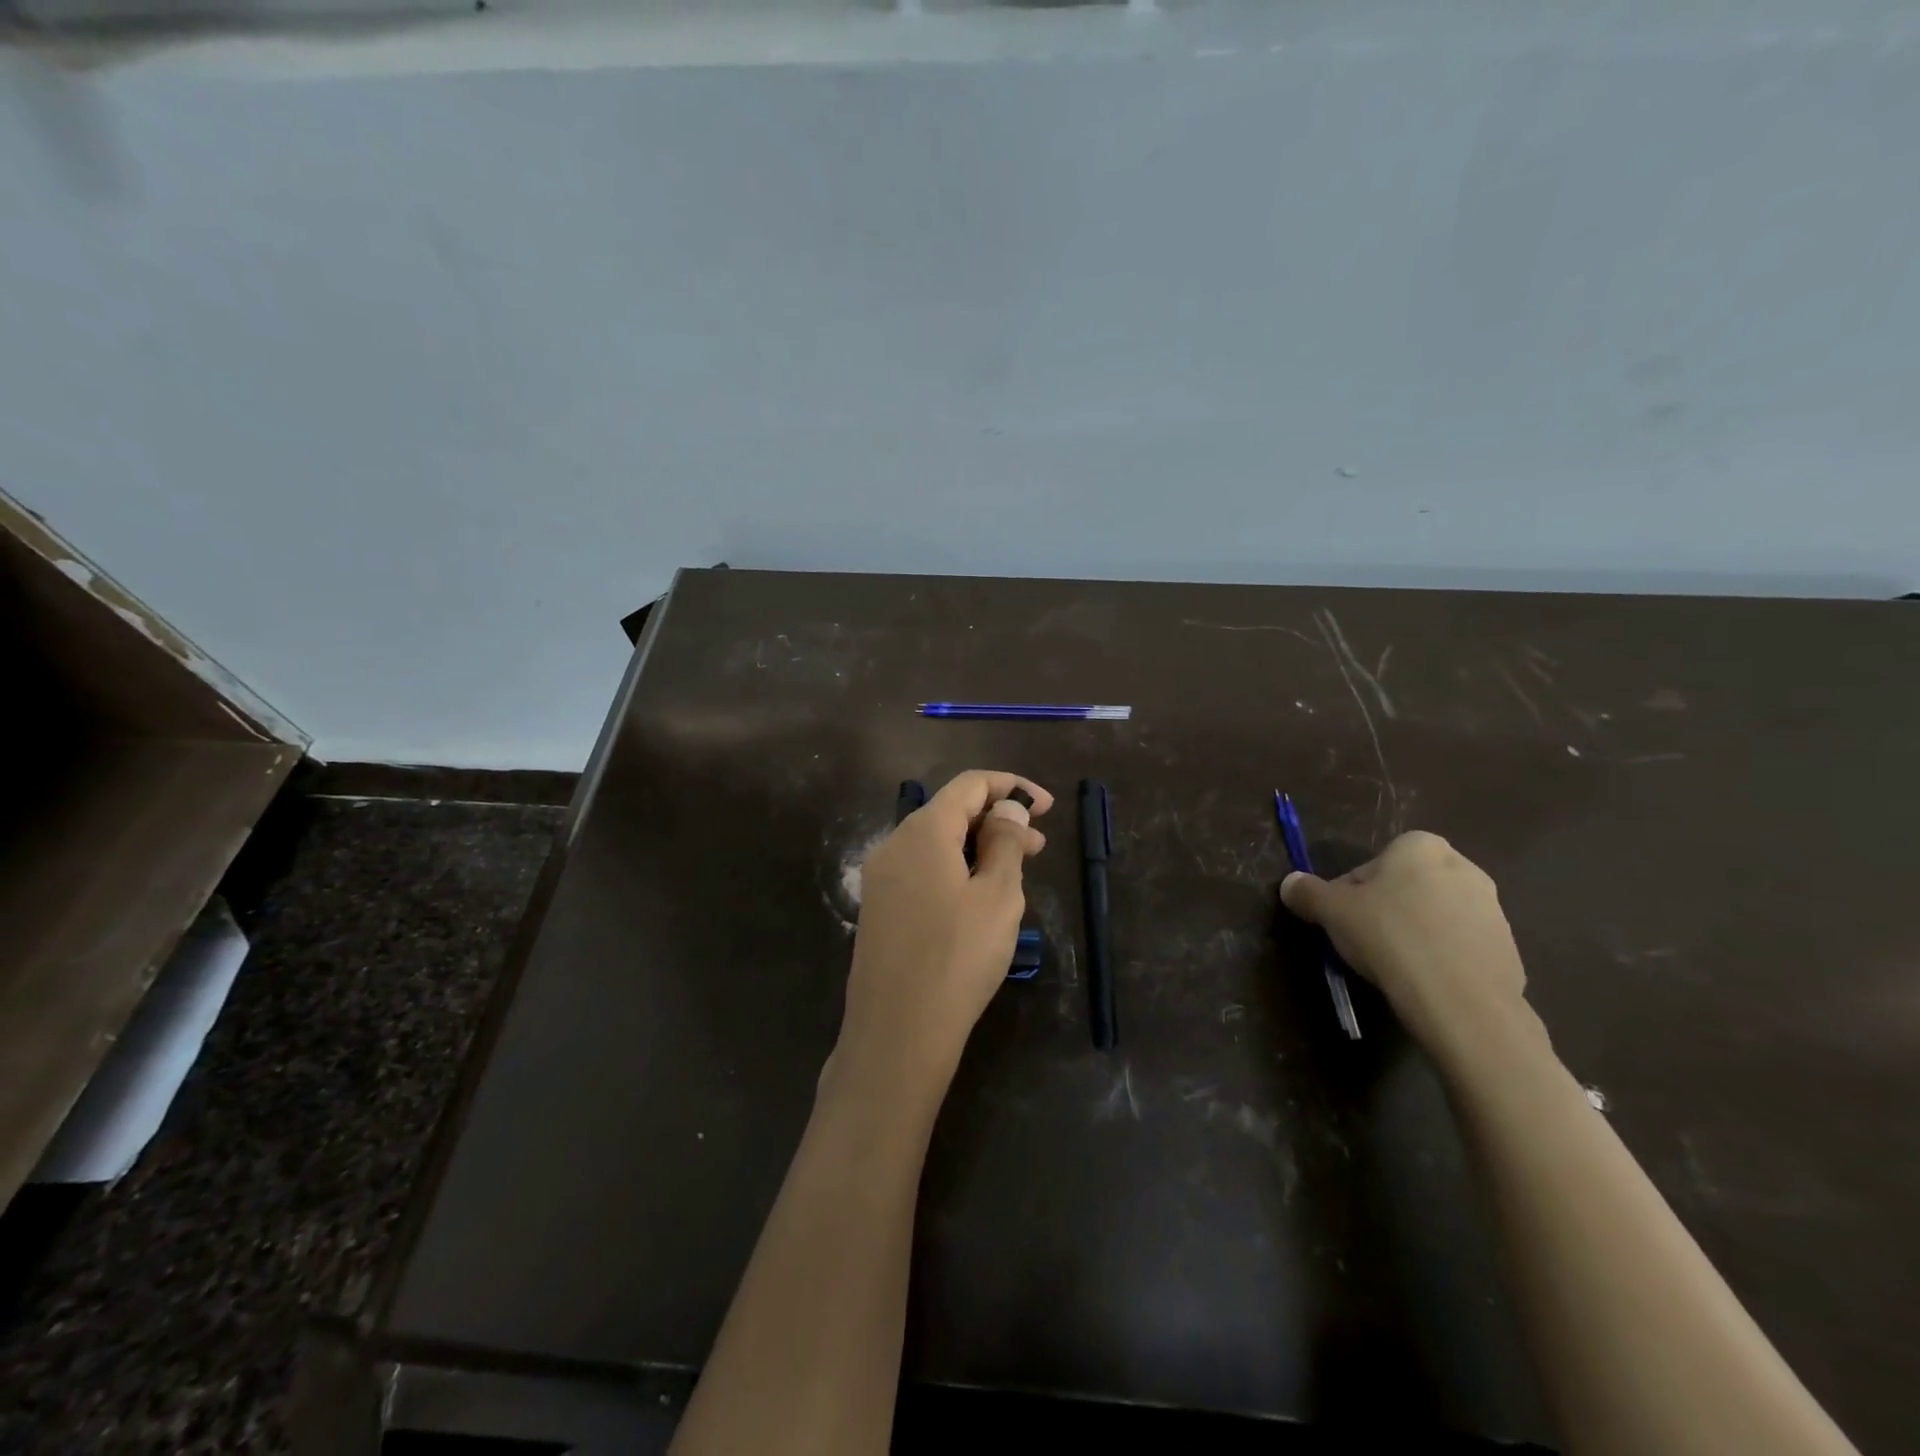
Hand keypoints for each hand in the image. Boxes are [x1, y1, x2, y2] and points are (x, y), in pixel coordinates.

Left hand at [834, 770, 1052, 1099]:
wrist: (896, 1034)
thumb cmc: (957, 958)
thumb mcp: (998, 896)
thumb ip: (1006, 842)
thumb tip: (1007, 809)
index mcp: (922, 831)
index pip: (969, 785)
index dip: (1011, 787)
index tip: (1046, 808)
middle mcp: (894, 844)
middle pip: (950, 811)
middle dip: (997, 820)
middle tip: (1038, 846)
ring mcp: (882, 878)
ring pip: (937, 843)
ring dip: (978, 847)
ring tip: (1015, 874)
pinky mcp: (879, 908)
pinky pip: (922, 870)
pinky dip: (955, 869)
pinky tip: (978, 899)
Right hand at [1280, 831, 1528, 1057]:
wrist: (1462, 1001)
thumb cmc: (1389, 937)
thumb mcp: (1331, 911)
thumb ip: (1307, 892)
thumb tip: (1290, 883)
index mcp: (1419, 846)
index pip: (1369, 867)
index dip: (1349, 894)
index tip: (1342, 921)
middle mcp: (1462, 867)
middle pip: (1404, 888)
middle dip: (1386, 910)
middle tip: (1365, 942)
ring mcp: (1491, 909)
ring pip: (1434, 916)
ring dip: (1414, 933)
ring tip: (1395, 967)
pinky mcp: (1508, 947)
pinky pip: (1459, 946)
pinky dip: (1441, 958)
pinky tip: (1425, 982)